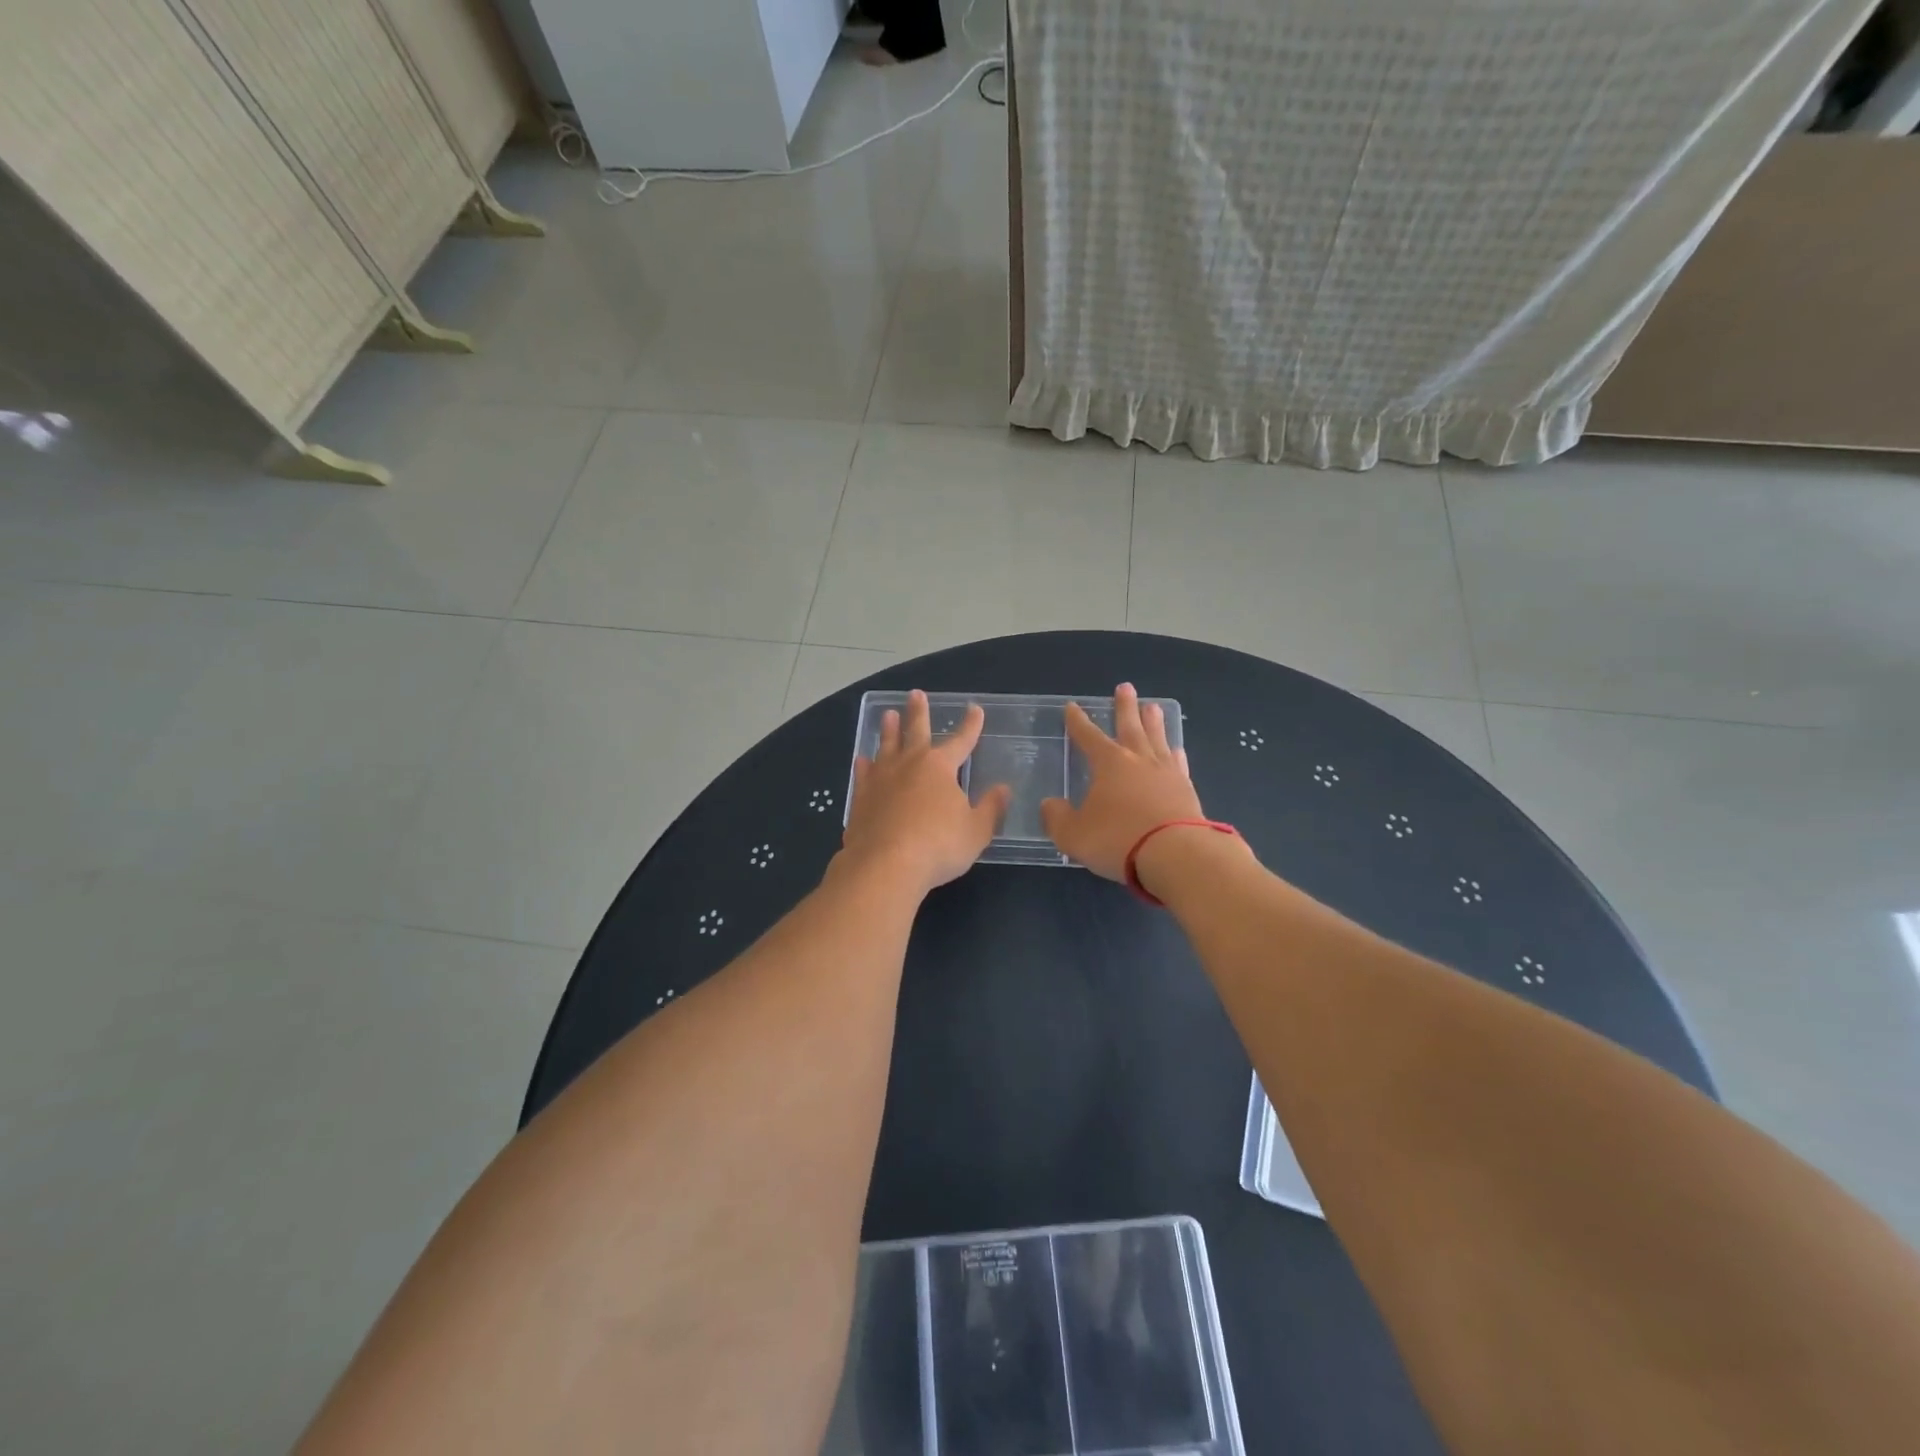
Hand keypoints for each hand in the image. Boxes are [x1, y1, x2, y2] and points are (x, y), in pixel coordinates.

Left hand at [840, 690, 1010, 894]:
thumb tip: (1003, 789)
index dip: (970, 725)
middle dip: (918, 712)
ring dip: (888, 730)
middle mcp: (909, 764)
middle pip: (915, 731)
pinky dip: (864, 765)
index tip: (975, 709)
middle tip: (916, 694)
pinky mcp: (861, 798)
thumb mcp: (976, 831)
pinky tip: (862, 759)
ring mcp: (881, 779)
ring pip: (885, 746)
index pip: (961, 740)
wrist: (885, 865)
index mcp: (940, 767)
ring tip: (887, 715)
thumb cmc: (938, 846)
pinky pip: (863, 774)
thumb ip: (990, 809)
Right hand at [1040, 683, 1204, 881]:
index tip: (1072, 707)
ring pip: (1157, 739)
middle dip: (1124, 707)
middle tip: (1125, 687)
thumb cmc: (1118, 840)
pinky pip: (1179, 764)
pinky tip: (1176, 750)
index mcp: (1108, 763)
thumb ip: (1057, 818)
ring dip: (1153, 722)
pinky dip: (1175, 755)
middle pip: (1130, 726)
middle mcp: (1138, 760)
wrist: (1176, 855)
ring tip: (1153, 707)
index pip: (1088, 736)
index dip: (1078, 722)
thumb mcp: (1073, 834)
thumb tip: (1050, 805)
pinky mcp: (1187, 791)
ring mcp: (1166, 773)